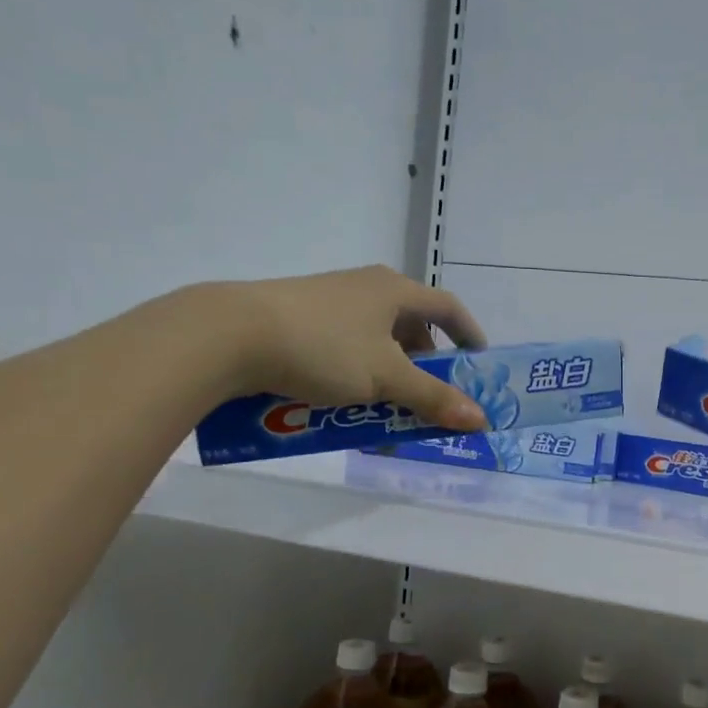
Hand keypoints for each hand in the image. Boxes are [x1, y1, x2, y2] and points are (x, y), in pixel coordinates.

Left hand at [224, 265, 489, 430]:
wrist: (228, 335)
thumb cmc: (323, 348)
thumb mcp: (386, 378)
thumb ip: (433, 398)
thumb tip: (479, 420)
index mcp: (394, 290)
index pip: (448, 307)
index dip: (469, 334)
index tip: (477, 364)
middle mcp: (365, 288)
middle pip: (411, 326)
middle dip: (426, 365)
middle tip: (431, 398)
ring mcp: (329, 301)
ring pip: (375, 341)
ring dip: (390, 376)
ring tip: (387, 409)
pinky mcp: (298, 319)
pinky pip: (344, 348)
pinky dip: (357, 376)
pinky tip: (344, 404)